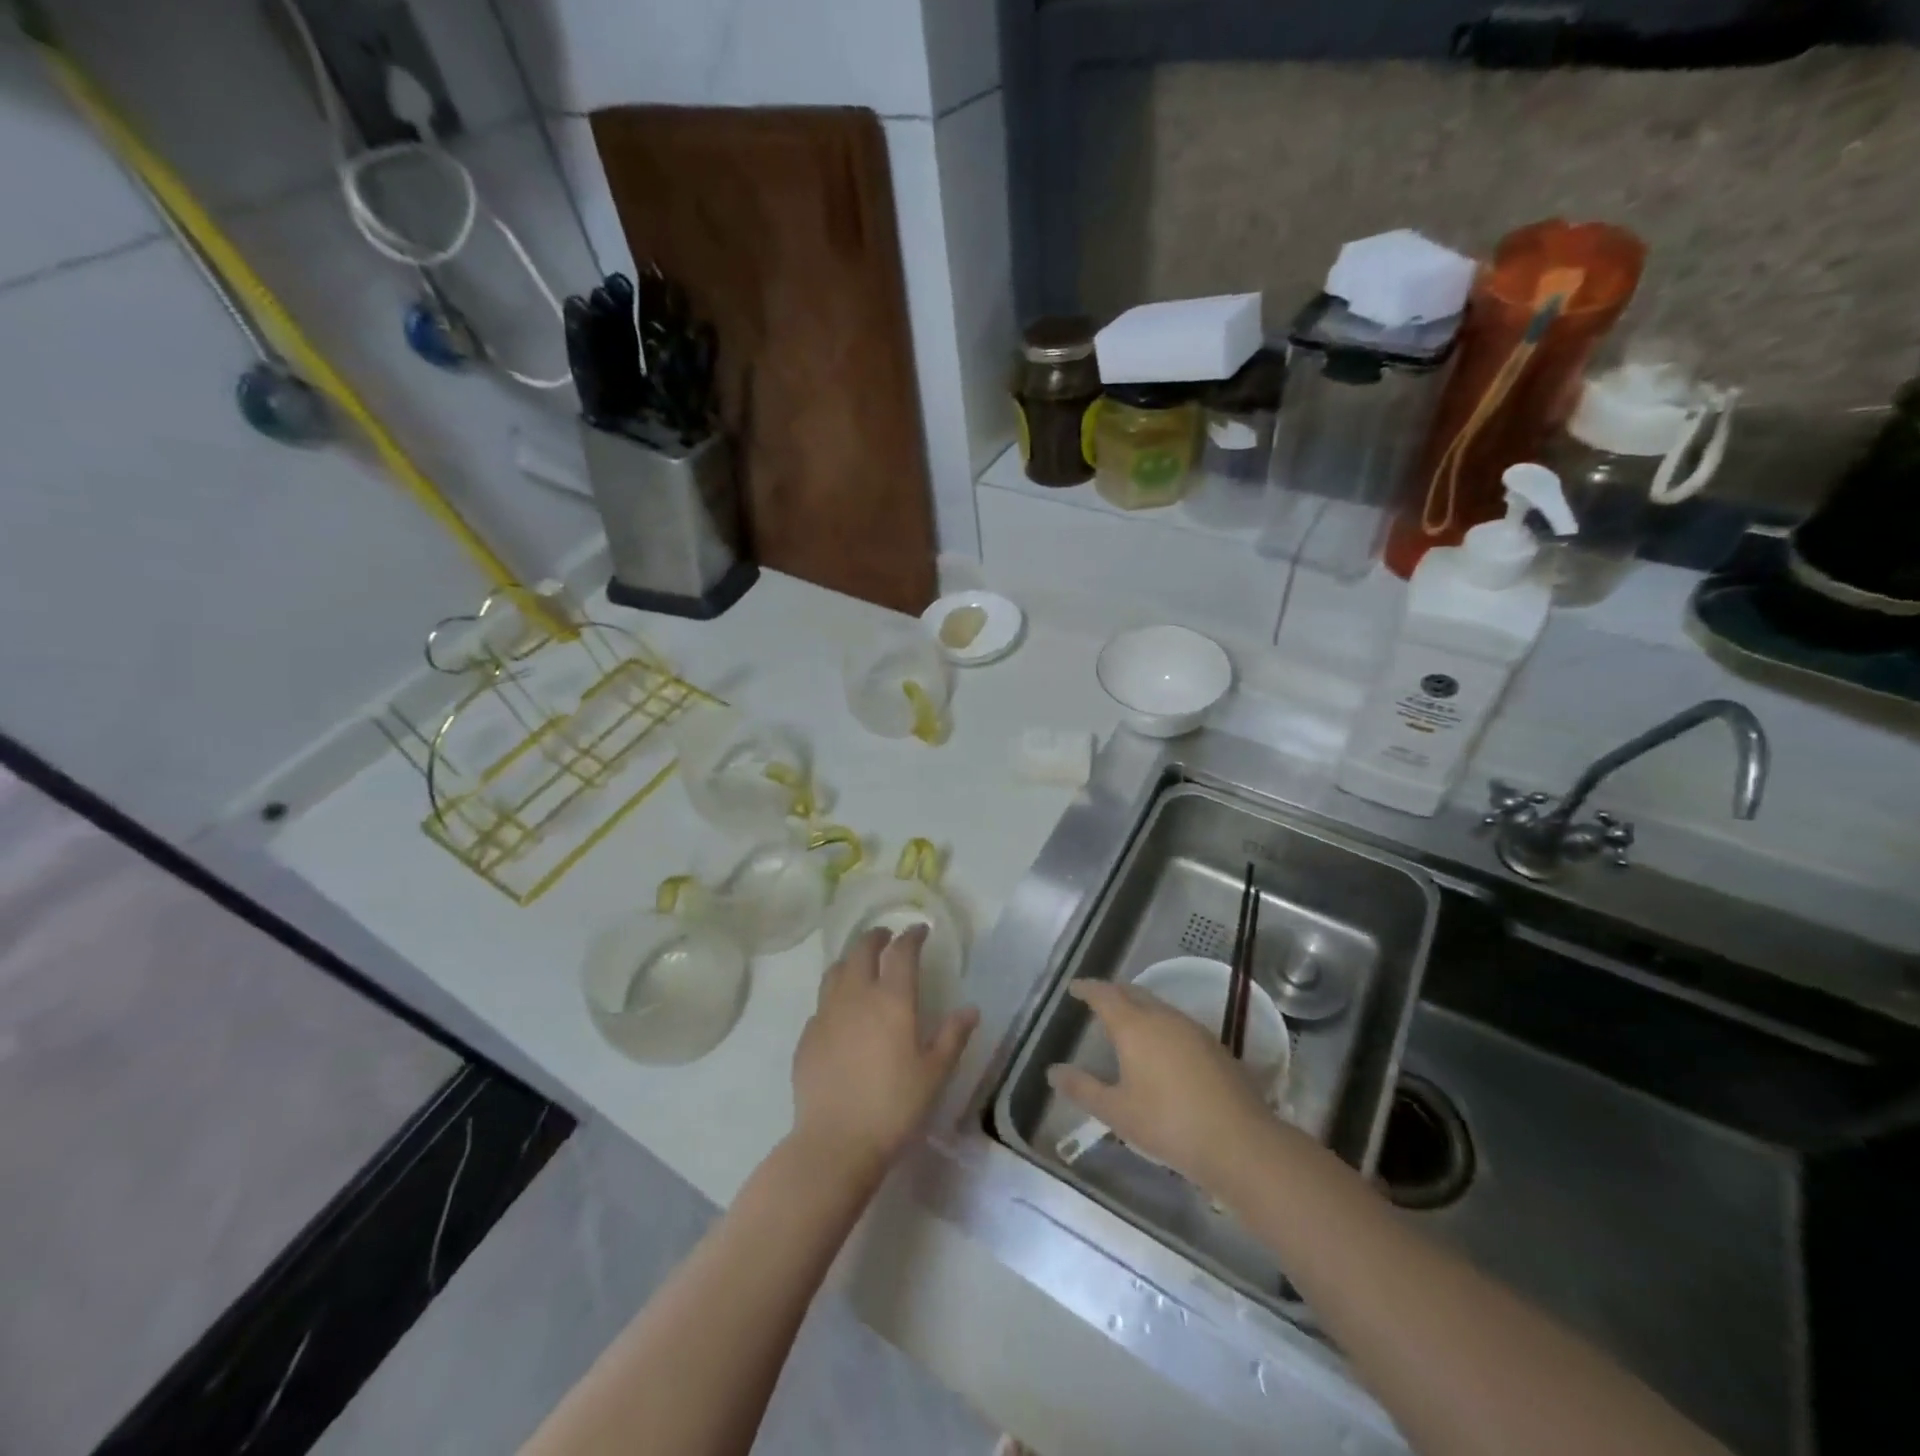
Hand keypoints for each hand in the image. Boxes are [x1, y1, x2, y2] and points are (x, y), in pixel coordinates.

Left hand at [791, 926, 978, 1180]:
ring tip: (860, 964)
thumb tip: (971, 1009)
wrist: (835, 1142)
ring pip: (836, 971)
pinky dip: (834, 995)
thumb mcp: (934, 1074)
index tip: (920, 931)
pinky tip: (840, 1012)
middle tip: (887, 937)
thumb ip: (952, 1036)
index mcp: (892, 1000)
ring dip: (851, 960)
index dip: (912, 936)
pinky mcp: (807, 1036)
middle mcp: (856, 996)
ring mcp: (826, 1014)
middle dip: (876, 938)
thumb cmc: (894, 1107)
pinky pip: (821, 1003)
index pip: (902, 952)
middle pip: (862, 950)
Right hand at [1047, 979, 1273, 1190]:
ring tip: (1127, 1022)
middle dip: (1113, 992)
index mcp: (1134, 1026)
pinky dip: (1160, 1023)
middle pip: (1133, 993)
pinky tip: (1162, 1047)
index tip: (1074, 987)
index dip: (1087, 988)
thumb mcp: (1117, 1112)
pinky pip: (1177, 1022)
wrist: (1240, 1142)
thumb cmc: (1168, 1124)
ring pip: (1158, 1006)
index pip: (1104, 994)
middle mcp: (1162, 1017)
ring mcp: (1192, 1028)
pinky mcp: (1214, 1045)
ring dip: (1138, 1006)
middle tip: (1097, 1000)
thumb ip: (1082, 1088)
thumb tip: (1052, 1071)